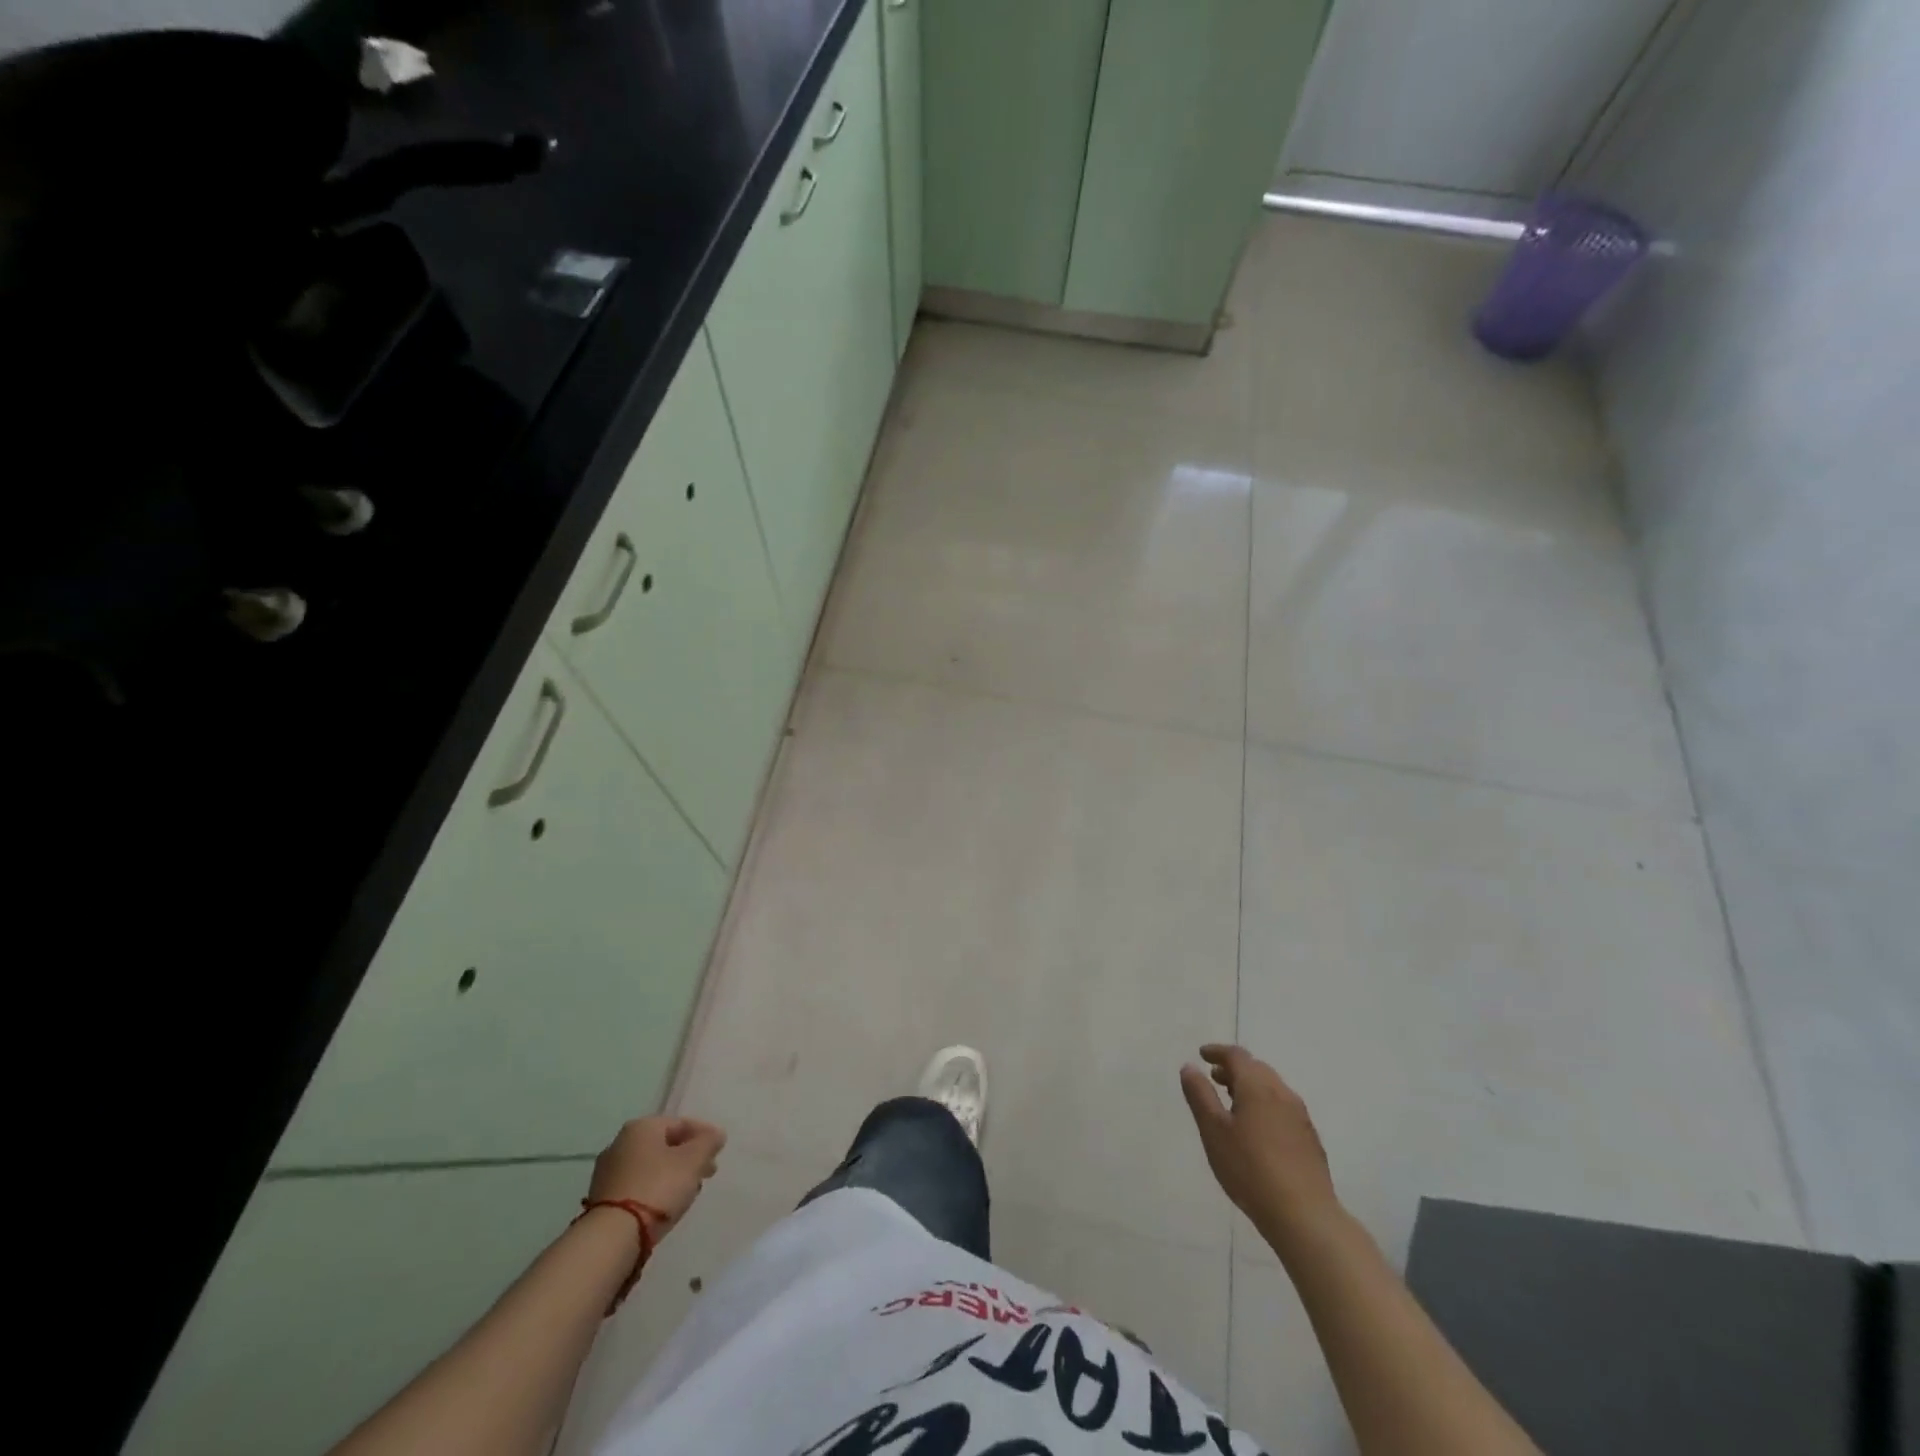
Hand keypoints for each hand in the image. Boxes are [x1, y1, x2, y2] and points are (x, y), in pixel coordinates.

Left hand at [588, 1116, 725, 1234]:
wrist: (612, 1238)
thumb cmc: (658, 1187)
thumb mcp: (693, 1160)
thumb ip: (708, 1142)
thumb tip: (716, 1134)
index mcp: (641, 1127)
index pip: (680, 1123)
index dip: (704, 1135)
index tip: (719, 1152)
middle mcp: (620, 1143)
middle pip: (664, 1145)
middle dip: (688, 1157)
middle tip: (707, 1172)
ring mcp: (607, 1172)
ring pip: (651, 1167)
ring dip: (672, 1174)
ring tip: (689, 1191)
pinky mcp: (602, 1199)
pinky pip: (637, 1186)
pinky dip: (654, 1190)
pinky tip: (666, 1205)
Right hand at [1181, 1045, 1338, 1239]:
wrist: (1304, 1215)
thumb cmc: (1250, 1169)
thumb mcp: (1214, 1131)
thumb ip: (1200, 1095)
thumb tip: (1190, 1067)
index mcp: (1257, 1086)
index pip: (1237, 1056)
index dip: (1217, 1052)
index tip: (1202, 1055)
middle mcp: (1282, 1093)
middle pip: (1257, 1068)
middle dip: (1234, 1068)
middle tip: (1214, 1078)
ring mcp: (1300, 1116)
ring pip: (1272, 1088)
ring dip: (1250, 1087)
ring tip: (1233, 1103)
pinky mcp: (1310, 1139)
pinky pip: (1283, 1108)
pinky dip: (1265, 1105)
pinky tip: (1258, 1130)